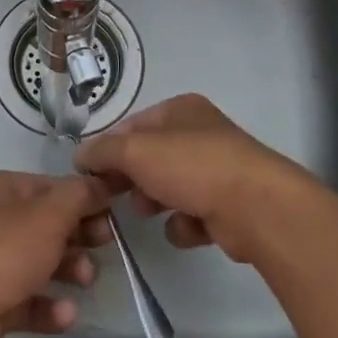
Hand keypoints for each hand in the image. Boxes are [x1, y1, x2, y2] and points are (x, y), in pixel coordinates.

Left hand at [0, 171, 112, 337]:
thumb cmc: (3, 249)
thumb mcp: (50, 213)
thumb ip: (81, 196)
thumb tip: (103, 182)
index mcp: (10, 191)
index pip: (57, 189)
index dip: (88, 200)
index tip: (115, 215)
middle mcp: (2, 222)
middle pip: (53, 226)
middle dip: (81, 237)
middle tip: (104, 246)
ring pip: (45, 265)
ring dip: (71, 272)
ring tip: (84, 280)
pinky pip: (33, 302)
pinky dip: (52, 309)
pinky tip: (66, 315)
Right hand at [75, 94, 323, 264]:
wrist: (256, 208)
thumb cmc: (191, 167)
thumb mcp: (135, 151)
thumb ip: (102, 151)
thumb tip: (81, 156)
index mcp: (182, 109)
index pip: (133, 125)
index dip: (110, 148)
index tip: (92, 174)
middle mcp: (201, 134)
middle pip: (151, 158)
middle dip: (133, 179)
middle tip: (116, 196)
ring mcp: (218, 171)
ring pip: (170, 188)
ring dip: (156, 203)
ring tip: (152, 212)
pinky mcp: (229, 207)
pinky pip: (192, 216)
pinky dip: (185, 225)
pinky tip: (189, 228)